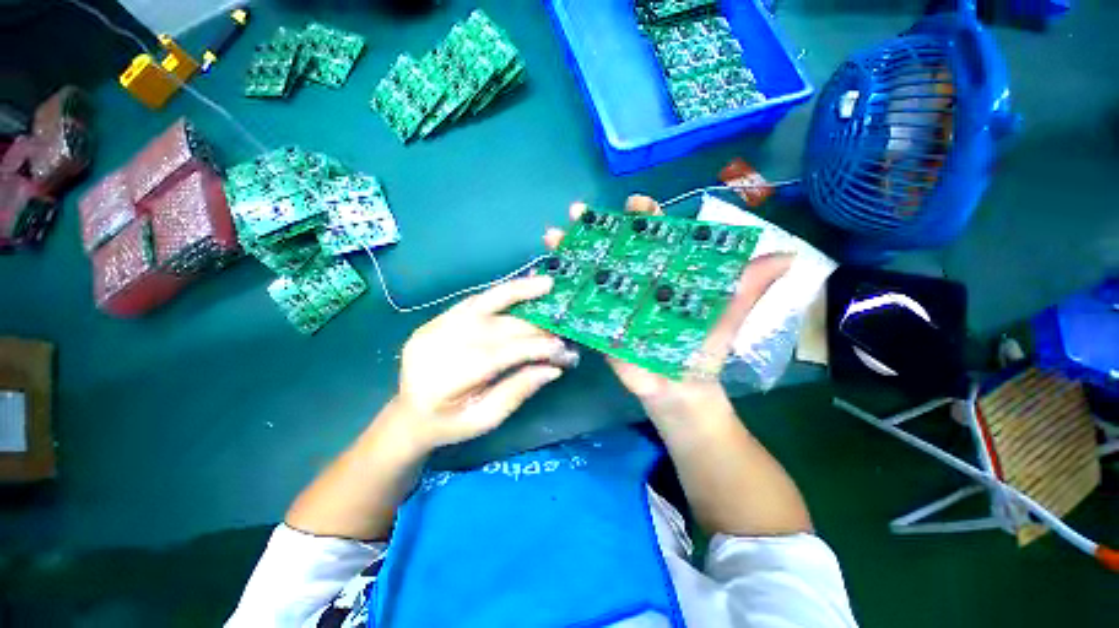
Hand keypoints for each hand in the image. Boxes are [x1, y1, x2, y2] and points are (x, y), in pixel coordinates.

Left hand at [387, 275, 578, 454]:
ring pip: (482, 304)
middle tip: (562, 327)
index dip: (531, 348)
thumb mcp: (485, 420)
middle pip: (493, 328)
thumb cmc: (449, 425)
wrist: (410, 414)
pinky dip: (501, 293)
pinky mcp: (435, 320)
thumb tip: (553, 368)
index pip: (495, 355)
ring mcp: (431, 329)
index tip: (561, 348)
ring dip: (517, 292)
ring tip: (546, 284)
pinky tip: (522, 287)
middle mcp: (434, 347)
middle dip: (533, 327)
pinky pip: (473, 301)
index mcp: (442, 382)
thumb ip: (517, 392)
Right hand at [543, 196, 790, 420]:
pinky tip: (546, 275)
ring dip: (570, 253)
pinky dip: (563, 290)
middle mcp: (635, 282)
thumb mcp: (727, 316)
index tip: (636, 202)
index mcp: (663, 274)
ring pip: (590, 271)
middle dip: (593, 228)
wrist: (679, 390)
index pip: (653, 237)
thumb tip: (790, 257)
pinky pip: (578, 304)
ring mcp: (613, 302)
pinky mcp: (598, 324)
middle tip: (575, 212)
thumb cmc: (702, 350)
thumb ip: (749, 288)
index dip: (645, 216)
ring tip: (551, 235)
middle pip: (613, 248)